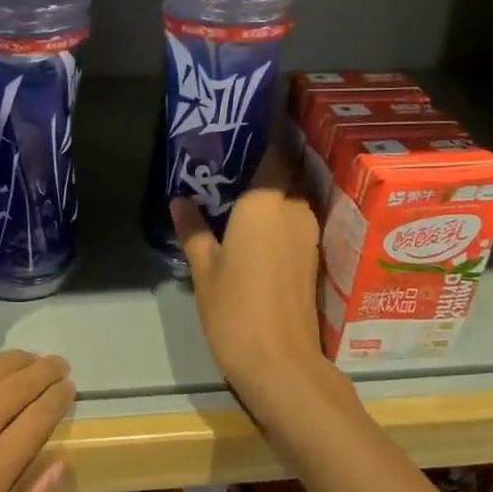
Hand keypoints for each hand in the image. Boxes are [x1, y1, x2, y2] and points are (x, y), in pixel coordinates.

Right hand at [171, 148, 331, 414]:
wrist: (280, 362)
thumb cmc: (234, 309)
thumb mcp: (204, 269)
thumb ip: (194, 229)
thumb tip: (180, 201)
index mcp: (265, 204)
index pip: (270, 154)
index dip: (258, 138)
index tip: (238, 129)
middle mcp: (293, 211)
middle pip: (282, 175)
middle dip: (260, 165)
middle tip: (227, 164)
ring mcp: (308, 235)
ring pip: (289, 199)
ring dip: (268, 192)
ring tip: (234, 192)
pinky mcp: (312, 258)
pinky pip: (293, 222)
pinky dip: (276, 216)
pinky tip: (251, 226)